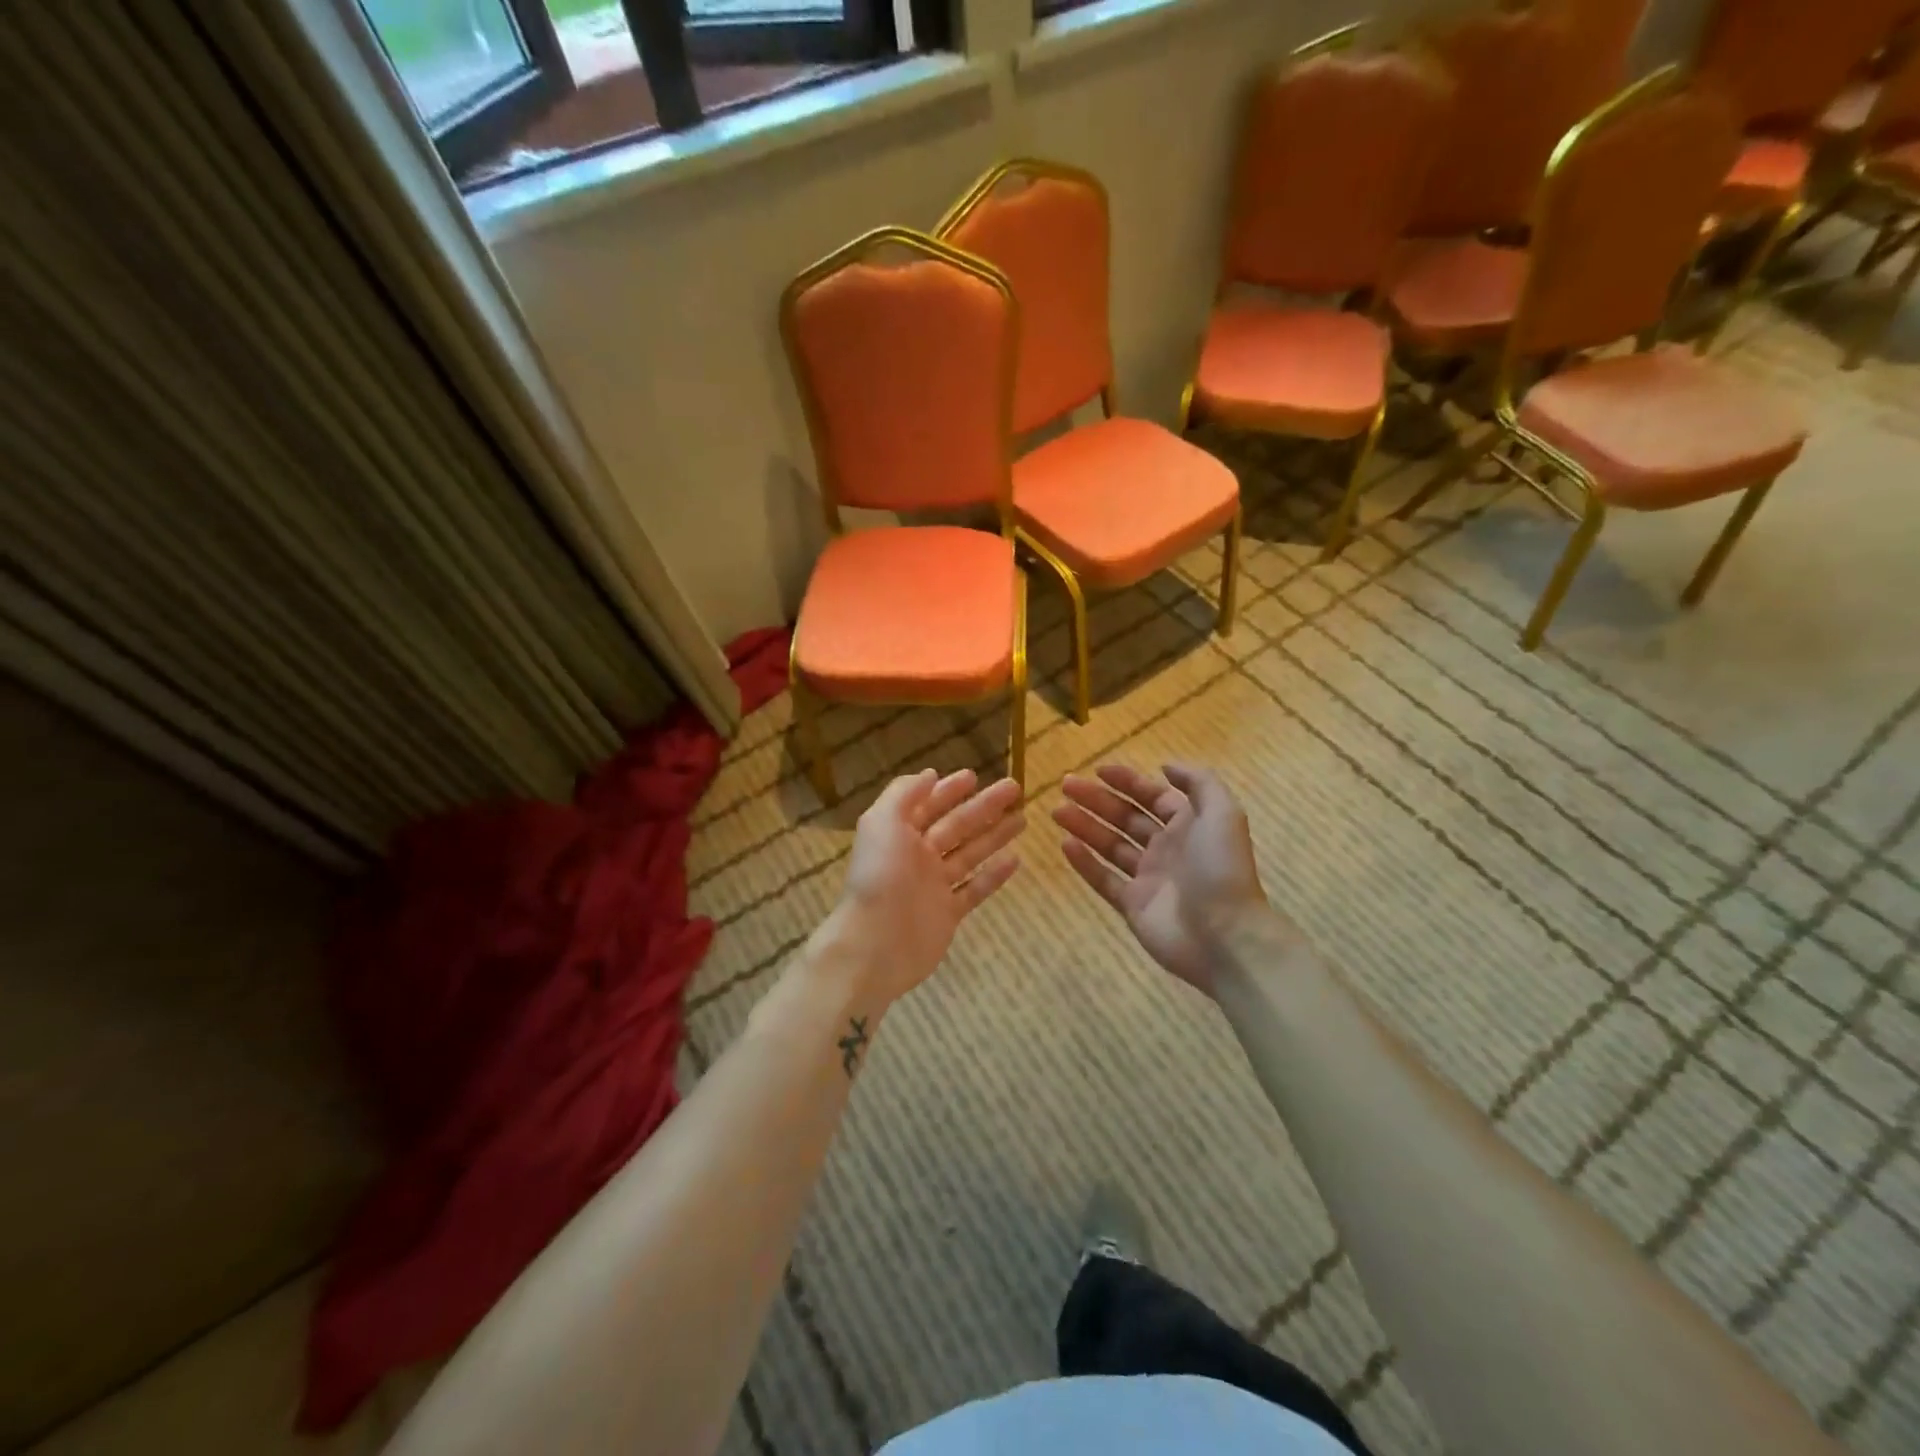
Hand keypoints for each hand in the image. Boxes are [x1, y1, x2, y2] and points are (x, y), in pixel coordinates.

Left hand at [822, 768, 1023, 1010]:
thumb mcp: (882, 822)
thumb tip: (930, 774)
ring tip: (1022, 818)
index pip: (928, 805)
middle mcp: (918, 856)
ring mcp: (934, 886)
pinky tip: (1015, 859)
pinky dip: (994, 875)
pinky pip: (975, 889)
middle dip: (983, 806)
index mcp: (899, 834)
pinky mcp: (949, 913)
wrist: (875, 943)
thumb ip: (904, 794)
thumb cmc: (879, 876)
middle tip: (1014, 788)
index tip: (974, 775)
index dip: (949, 790)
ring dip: (995, 835)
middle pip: (956, 825)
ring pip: (970, 854)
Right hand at [1054, 762, 1274, 994]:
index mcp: (1189, 825)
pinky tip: (1065, 844)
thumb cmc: (1221, 869)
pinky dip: (1084, 862)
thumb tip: (1165, 766)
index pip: (1153, 797)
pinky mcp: (1133, 906)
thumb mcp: (1222, 813)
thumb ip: (1198, 782)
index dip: (1127, 781)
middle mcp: (1167, 848)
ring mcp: (1148, 878)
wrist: (1224, 937)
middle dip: (1097, 800)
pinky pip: (1103, 879)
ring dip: (1084, 826)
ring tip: (1057, 811)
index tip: (1097, 770)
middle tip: (1066, 786)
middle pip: (1126, 818)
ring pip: (1110, 845)